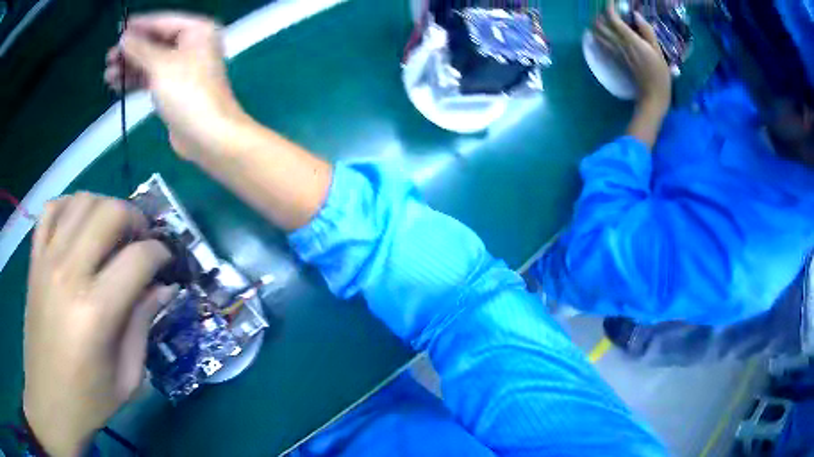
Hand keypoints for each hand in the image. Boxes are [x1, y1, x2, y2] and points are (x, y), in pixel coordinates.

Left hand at [24, 193, 174, 455]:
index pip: (138, 259)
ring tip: (112, 232)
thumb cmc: (90, 398)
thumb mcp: (128, 376)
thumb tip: (164, 288)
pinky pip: (52, 209)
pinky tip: (79, 226)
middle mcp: (69, 273)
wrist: (49, 398)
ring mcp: (47, 260)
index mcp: (96, 312)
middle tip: (141, 240)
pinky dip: (70, 206)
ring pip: (82, 201)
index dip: (161, 255)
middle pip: (109, 212)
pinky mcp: (35, 259)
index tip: (167, 264)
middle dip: (135, 219)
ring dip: (105, 207)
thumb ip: (143, 324)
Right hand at [104, 13, 246, 159]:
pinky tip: (117, 85)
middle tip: (108, 58)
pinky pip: (152, 78)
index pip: (164, 21)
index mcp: (197, 30)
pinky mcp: (175, 88)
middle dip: (131, 50)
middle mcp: (192, 44)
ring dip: (130, 67)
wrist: (207, 134)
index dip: (140, 25)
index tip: (119, 28)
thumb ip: (141, 49)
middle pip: (156, 41)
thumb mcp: (161, 65)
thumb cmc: (187, 92)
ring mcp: (184, 67)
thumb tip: (125, 36)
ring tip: (108, 75)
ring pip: (152, 61)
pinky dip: (136, 81)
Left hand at [594, 1, 671, 111]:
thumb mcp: (657, 51)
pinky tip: (603, 33)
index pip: (612, 18)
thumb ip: (647, 31)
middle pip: (599, 25)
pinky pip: (601, 44)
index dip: (609, 7)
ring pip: (597, 34)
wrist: (653, 95)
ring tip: (605, 20)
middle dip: (600, 14)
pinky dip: (598, 35)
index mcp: (630, 40)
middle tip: (608, 12)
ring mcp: (615, 53)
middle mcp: (619, 44)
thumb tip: (636, 15)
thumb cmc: (659, 73)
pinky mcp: (615, 60)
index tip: (612, 1)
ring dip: (597, 25)